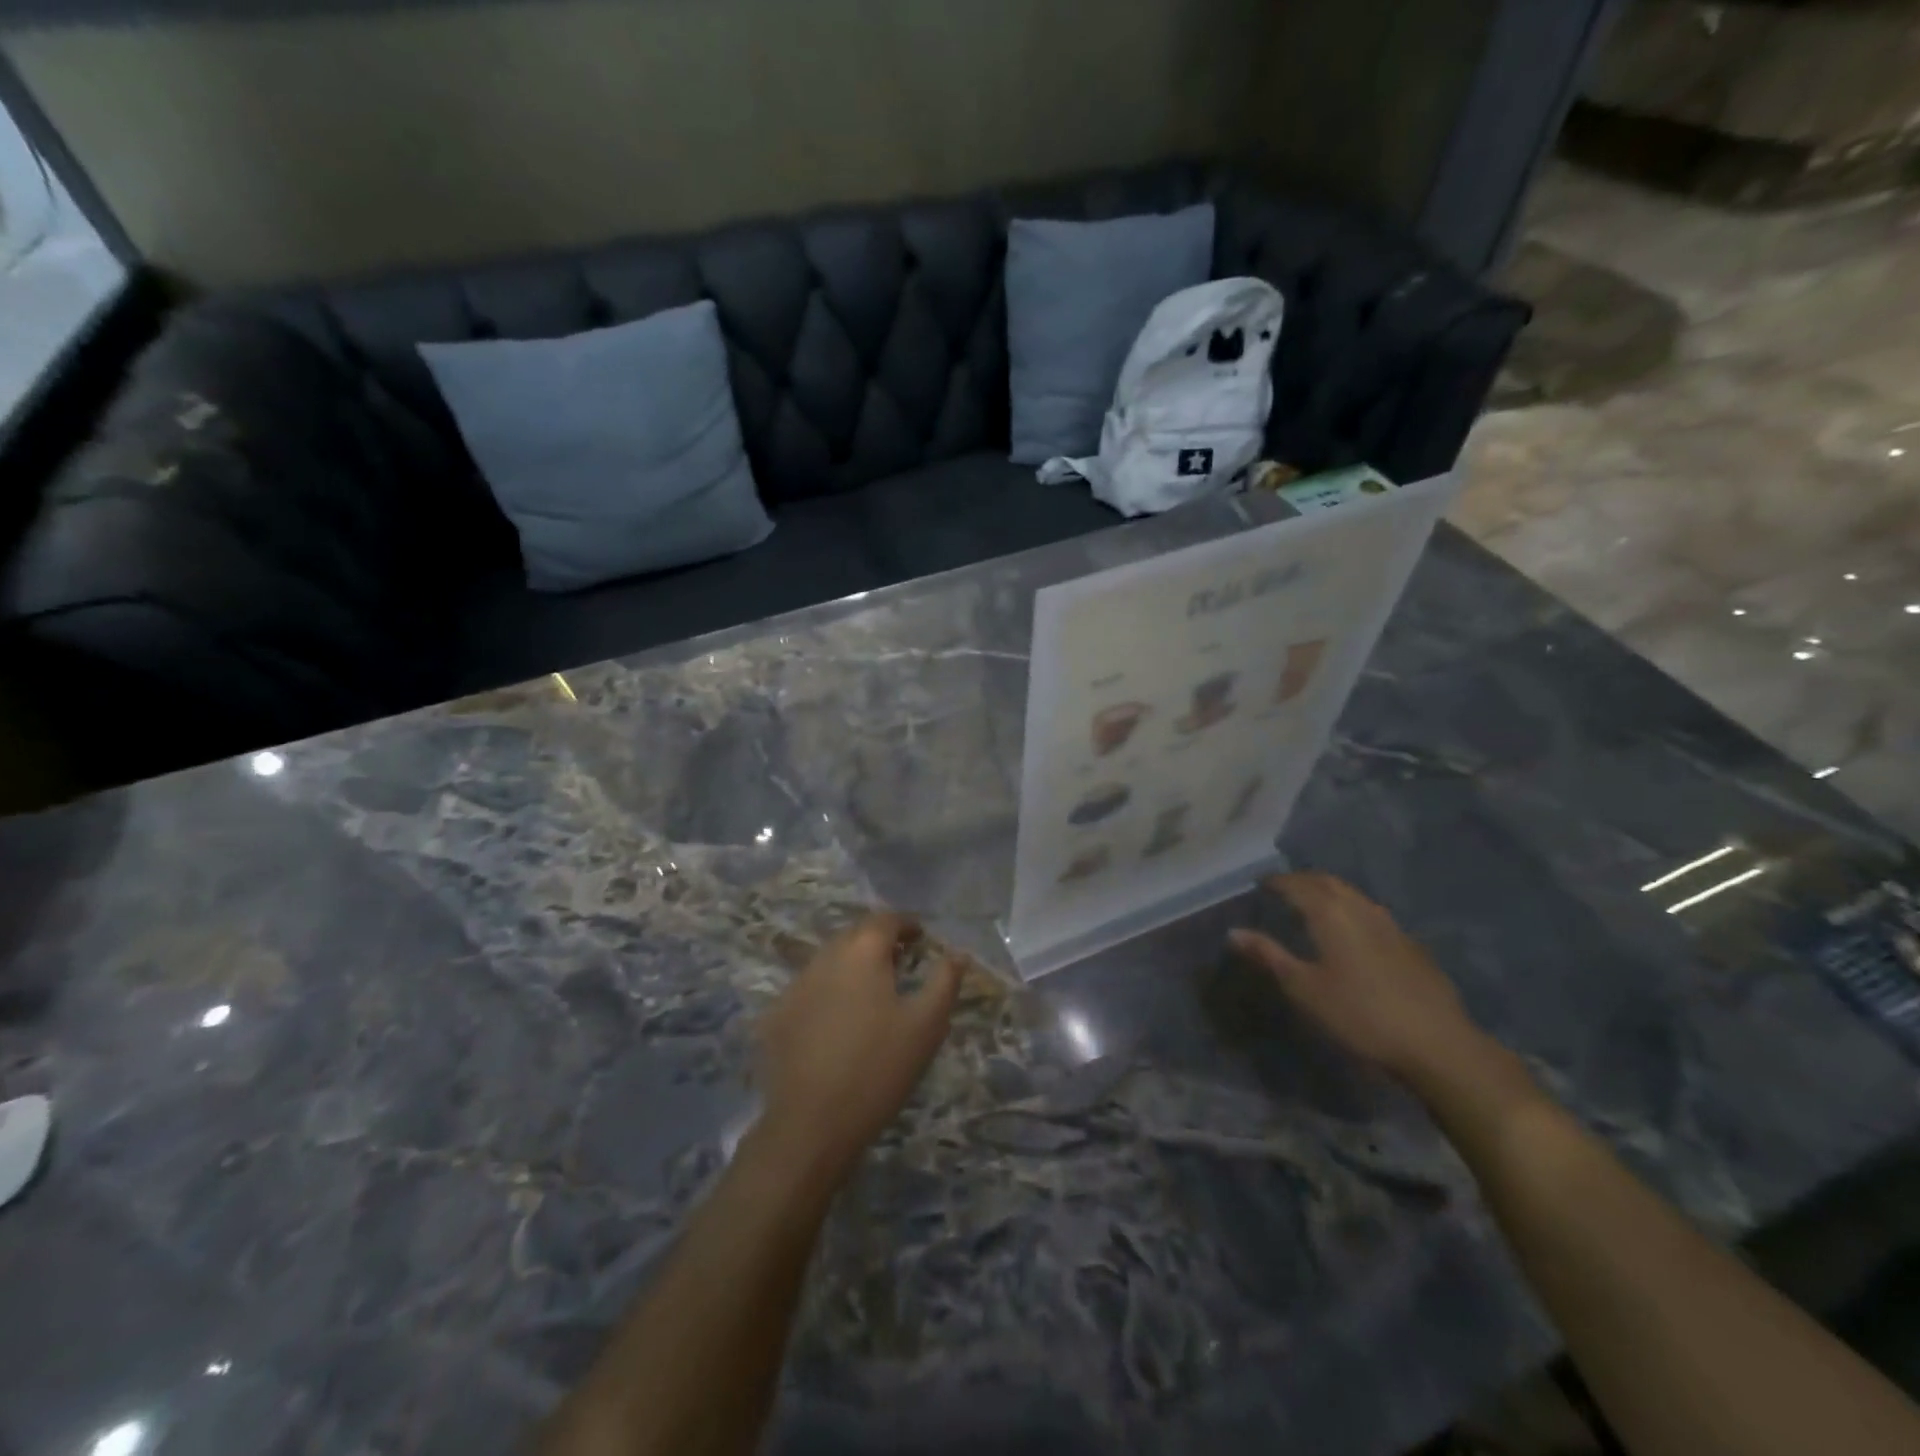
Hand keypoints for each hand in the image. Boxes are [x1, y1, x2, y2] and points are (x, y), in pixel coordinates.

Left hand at [753, 914, 960, 1188]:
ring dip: (852, 966)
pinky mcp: (777, 1015)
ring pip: (830, 960)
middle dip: (879, 942)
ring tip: (873, 992)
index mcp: (862, 950)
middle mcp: (825, 956)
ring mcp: (796, 984)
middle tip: (901, 963)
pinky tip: (839, 1021)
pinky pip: (810, 989)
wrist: (812, 1123)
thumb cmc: (879, 1067)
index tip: (921, 940)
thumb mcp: (926, 1024)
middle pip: (855, 935)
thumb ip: (945, 980)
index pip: (885, 919)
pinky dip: (829, 992)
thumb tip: (957, 953)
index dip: (906, 925)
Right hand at [1230, 872, 1486, 1084]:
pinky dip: (1351, 909)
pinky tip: (1351, 931)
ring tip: (1313, 904)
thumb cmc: (1359, 1015)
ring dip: (1329, 892)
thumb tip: (1234, 932)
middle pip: (1327, 882)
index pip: (1296, 885)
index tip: (1259, 884)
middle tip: (1283, 888)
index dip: (1276, 882)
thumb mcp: (1304, 989)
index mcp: (1330, 913)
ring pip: (1353, 895)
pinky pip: (1371, 912)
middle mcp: (1360, 908)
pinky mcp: (1410, 944)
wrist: (1437, 1044)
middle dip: (1303, 880)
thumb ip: (1269, 956)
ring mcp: (1390, 924)